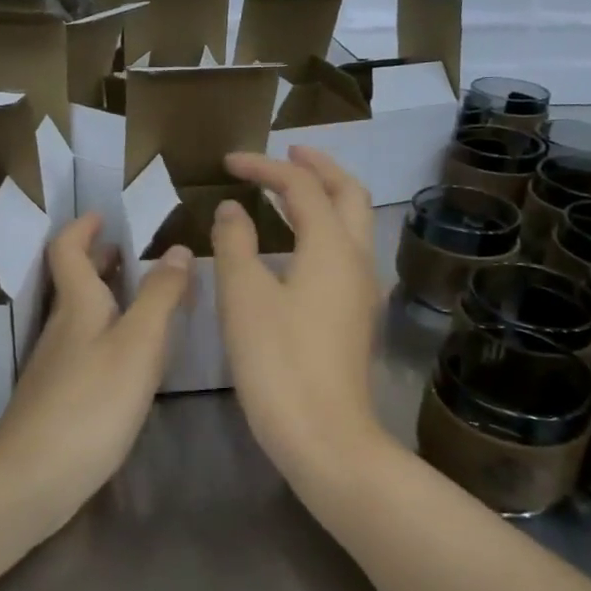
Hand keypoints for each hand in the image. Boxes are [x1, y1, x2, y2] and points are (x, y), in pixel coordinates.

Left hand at [0, 213, 191, 519]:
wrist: (34, 477)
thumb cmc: (91, 403)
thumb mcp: (138, 344)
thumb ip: (160, 296)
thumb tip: (176, 249)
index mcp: (78, 305)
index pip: (68, 250)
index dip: (83, 228)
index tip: (104, 215)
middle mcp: (62, 328)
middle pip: (73, 280)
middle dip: (97, 258)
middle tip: (129, 249)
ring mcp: (56, 364)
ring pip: (80, 314)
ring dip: (105, 294)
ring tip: (141, 295)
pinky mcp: (59, 396)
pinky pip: (85, 346)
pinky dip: (107, 331)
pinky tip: (129, 354)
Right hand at [212, 148, 391, 492]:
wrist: (325, 436)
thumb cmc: (278, 361)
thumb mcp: (243, 296)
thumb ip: (235, 243)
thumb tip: (232, 209)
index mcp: (331, 246)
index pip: (301, 186)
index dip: (264, 167)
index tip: (228, 163)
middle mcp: (357, 259)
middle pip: (348, 193)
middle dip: (318, 166)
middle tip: (285, 154)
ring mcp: (362, 289)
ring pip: (354, 223)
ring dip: (326, 196)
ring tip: (290, 191)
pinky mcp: (356, 315)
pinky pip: (346, 252)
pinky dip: (324, 229)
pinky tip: (298, 245)